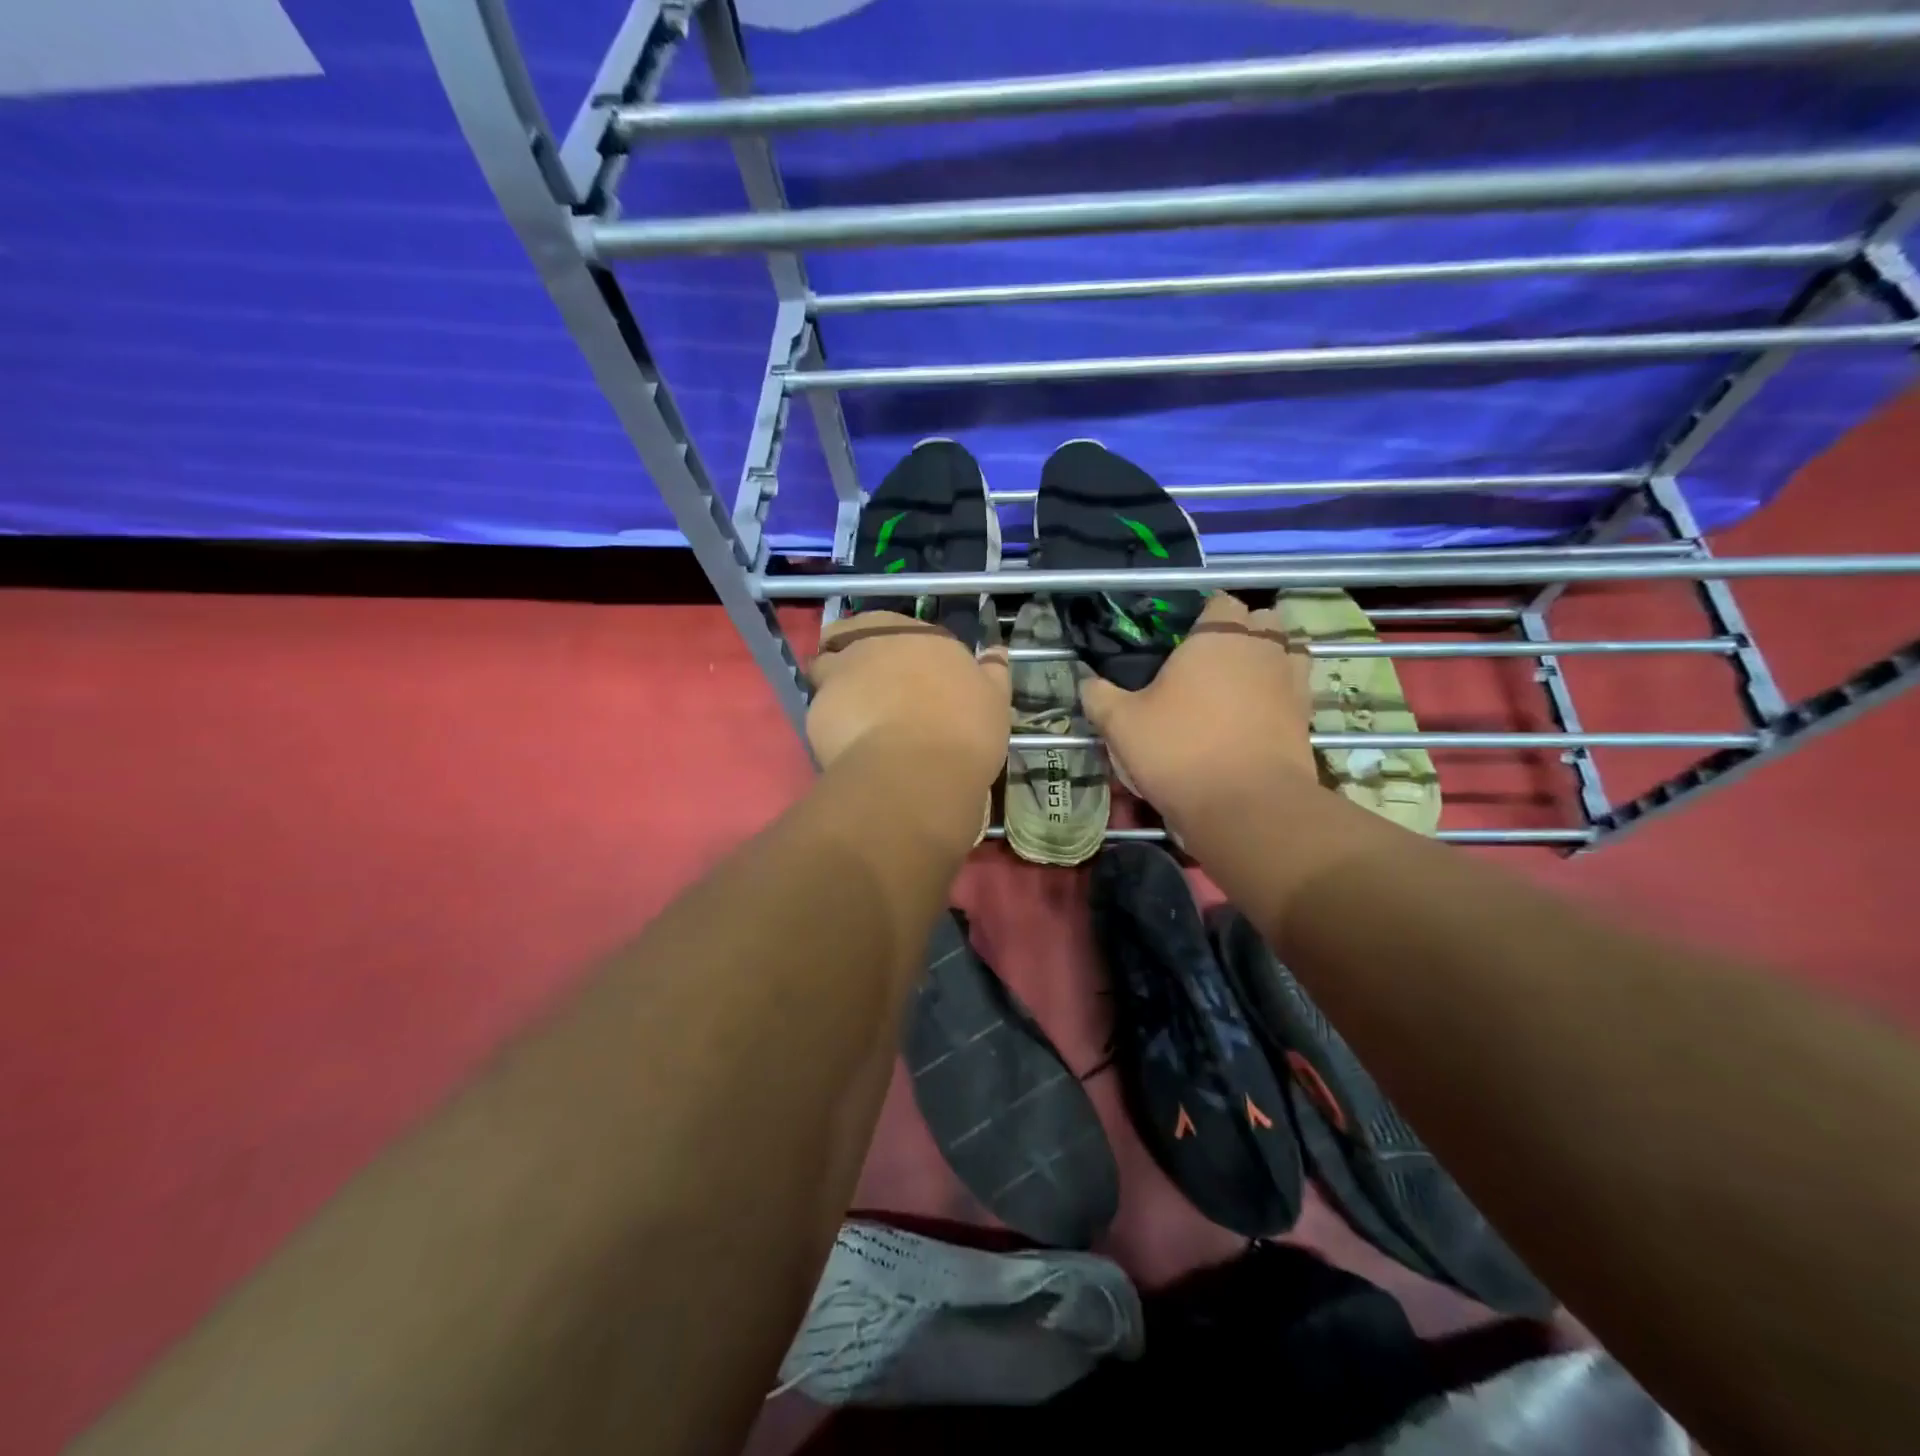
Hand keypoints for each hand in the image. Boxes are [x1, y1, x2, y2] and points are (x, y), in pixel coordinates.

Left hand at [808, 612, 1010, 795]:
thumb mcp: (994, 701)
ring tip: (853, 716)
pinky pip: (820, 708)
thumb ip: (993, 672)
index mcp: (924, 635)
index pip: (902, 629)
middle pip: (856, 637)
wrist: (918, 771)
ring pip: (828, 666)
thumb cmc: (965, 731)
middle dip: (859, 656)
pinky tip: (847, 745)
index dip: (901, 651)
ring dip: (836, 682)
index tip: (908, 676)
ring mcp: (842, 671)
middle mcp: (879, 641)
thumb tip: (996, 652)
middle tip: (875, 692)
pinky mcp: (817, 706)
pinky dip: (830, 721)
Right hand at [1081, 593, 1317, 820]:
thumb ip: (1100, 697)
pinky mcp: (1306, 716)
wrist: (1246, 805)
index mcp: (1216, 638)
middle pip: (1263, 620)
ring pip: (1286, 651)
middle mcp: (1261, 649)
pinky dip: (1279, 694)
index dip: (1204, 616)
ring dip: (1268, 659)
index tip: (1185, 638)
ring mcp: (1290, 681)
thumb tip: (1086, 682)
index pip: (1220, 602)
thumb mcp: (1121, 725)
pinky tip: (1256, 714)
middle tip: (1211, 661)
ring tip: (1240, 684)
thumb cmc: (1179, 751)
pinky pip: (1295, 689)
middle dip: (1243, 631)